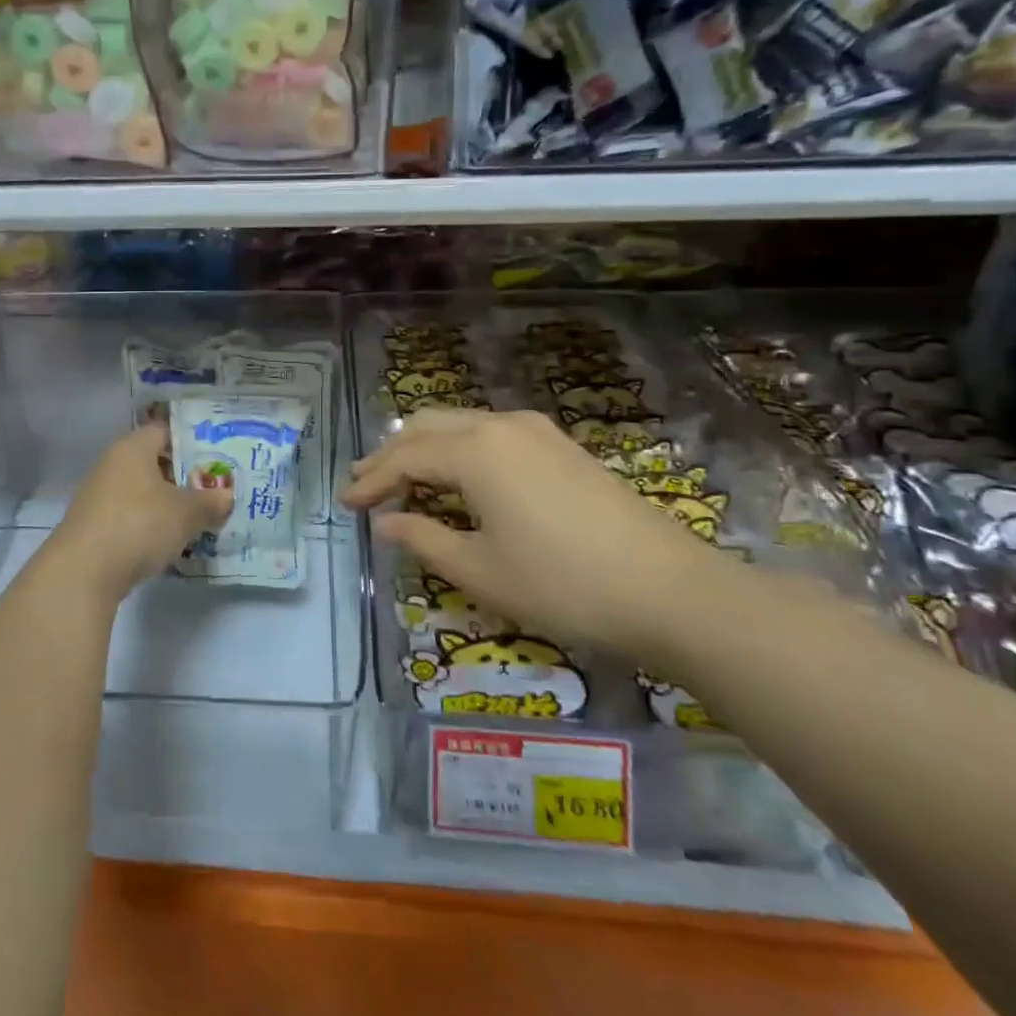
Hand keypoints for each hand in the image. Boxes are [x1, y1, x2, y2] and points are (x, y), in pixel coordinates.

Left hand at [52, 420, 233, 603]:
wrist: (83, 572)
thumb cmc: (138, 524)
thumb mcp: (185, 513)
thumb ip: (209, 501)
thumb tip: (226, 496)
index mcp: (133, 448)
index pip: (165, 431)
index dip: (192, 440)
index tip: (218, 454)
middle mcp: (112, 465)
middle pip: (154, 463)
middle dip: (184, 477)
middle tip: (216, 489)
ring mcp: (100, 497)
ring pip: (144, 493)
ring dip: (168, 504)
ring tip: (200, 518)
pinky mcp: (95, 527)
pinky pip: (132, 518)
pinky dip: (151, 526)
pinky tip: (172, 542)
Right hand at [342, 407, 725, 658]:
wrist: (670, 590)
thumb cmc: (563, 584)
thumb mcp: (480, 571)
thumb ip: (424, 540)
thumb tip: (387, 523)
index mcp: (475, 450)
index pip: (404, 457)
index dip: (370, 481)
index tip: (345, 504)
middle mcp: (500, 425)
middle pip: (427, 426)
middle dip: (390, 454)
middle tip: (364, 485)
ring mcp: (535, 431)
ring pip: (459, 424)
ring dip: (423, 449)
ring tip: (401, 480)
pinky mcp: (559, 445)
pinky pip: (489, 434)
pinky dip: (457, 450)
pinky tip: (455, 479)